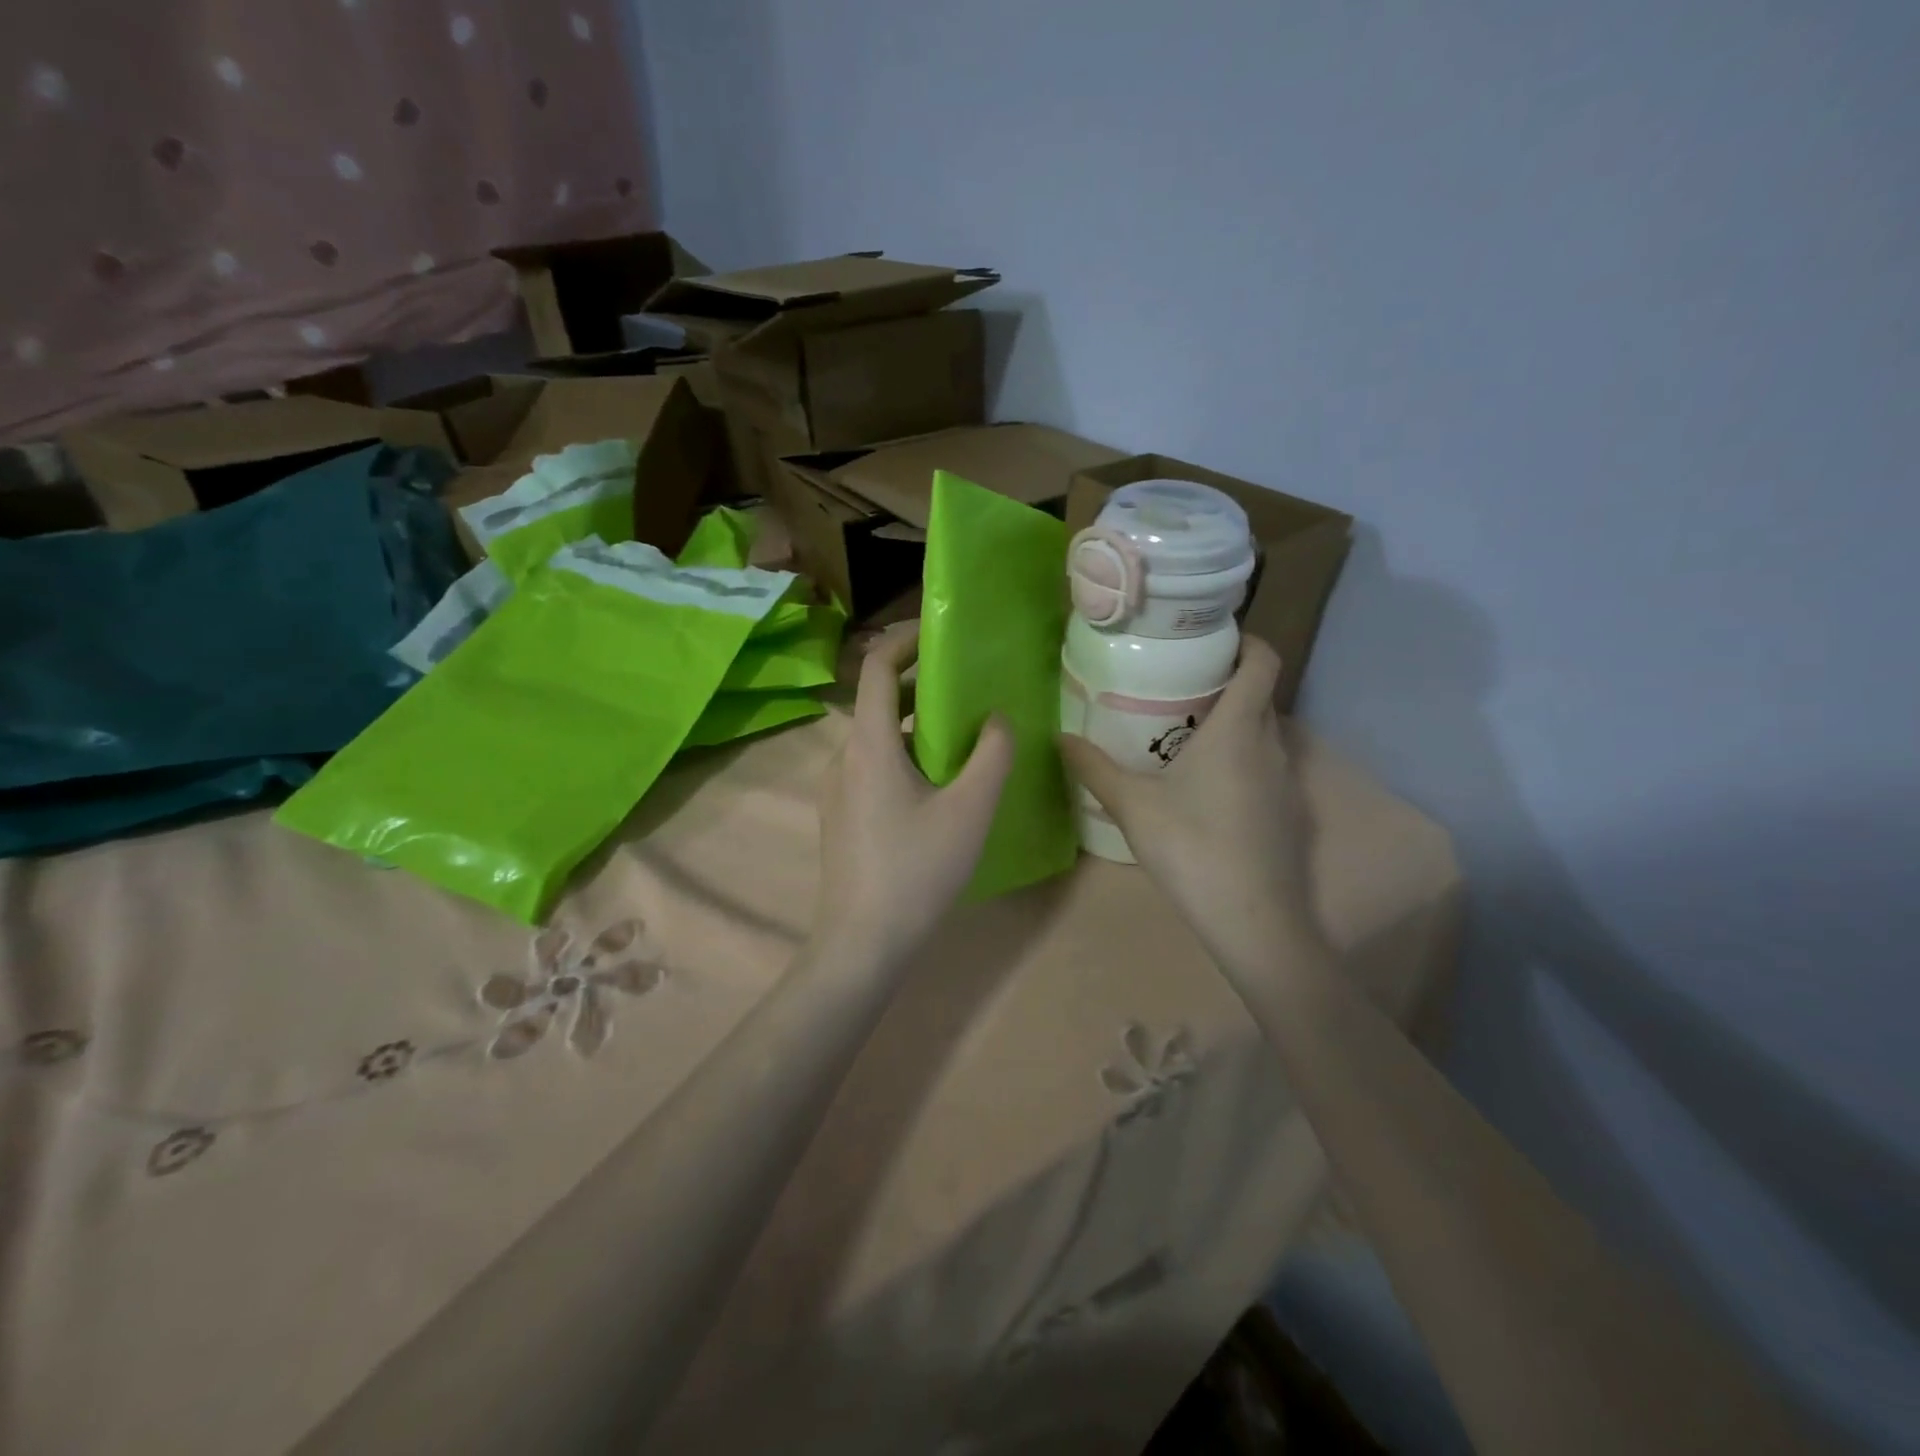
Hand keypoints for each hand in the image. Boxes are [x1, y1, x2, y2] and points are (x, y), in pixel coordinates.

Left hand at [813, 623, 1013, 966]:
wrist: (862, 943)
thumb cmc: (918, 871)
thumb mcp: (970, 810)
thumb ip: (992, 755)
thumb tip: (998, 719)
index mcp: (869, 745)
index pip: (877, 668)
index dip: (905, 640)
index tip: (940, 631)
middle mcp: (844, 758)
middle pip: (880, 703)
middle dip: (922, 684)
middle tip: (970, 684)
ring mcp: (838, 790)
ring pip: (880, 740)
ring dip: (918, 725)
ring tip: (965, 734)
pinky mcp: (842, 817)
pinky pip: (874, 768)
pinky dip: (907, 757)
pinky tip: (939, 785)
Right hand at [1059, 637, 1319, 972]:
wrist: (1254, 921)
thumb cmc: (1192, 848)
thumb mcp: (1133, 806)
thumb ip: (1095, 768)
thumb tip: (1060, 737)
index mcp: (1239, 729)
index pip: (1263, 661)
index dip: (1246, 641)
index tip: (1210, 642)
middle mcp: (1271, 746)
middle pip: (1261, 695)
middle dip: (1226, 684)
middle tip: (1178, 689)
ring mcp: (1286, 782)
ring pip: (1264, 734)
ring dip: (1233, 725)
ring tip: (1184, 735)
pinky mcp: (1288, 814)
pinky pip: (1266, 769)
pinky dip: (1241, 761)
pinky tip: (1206, 790)